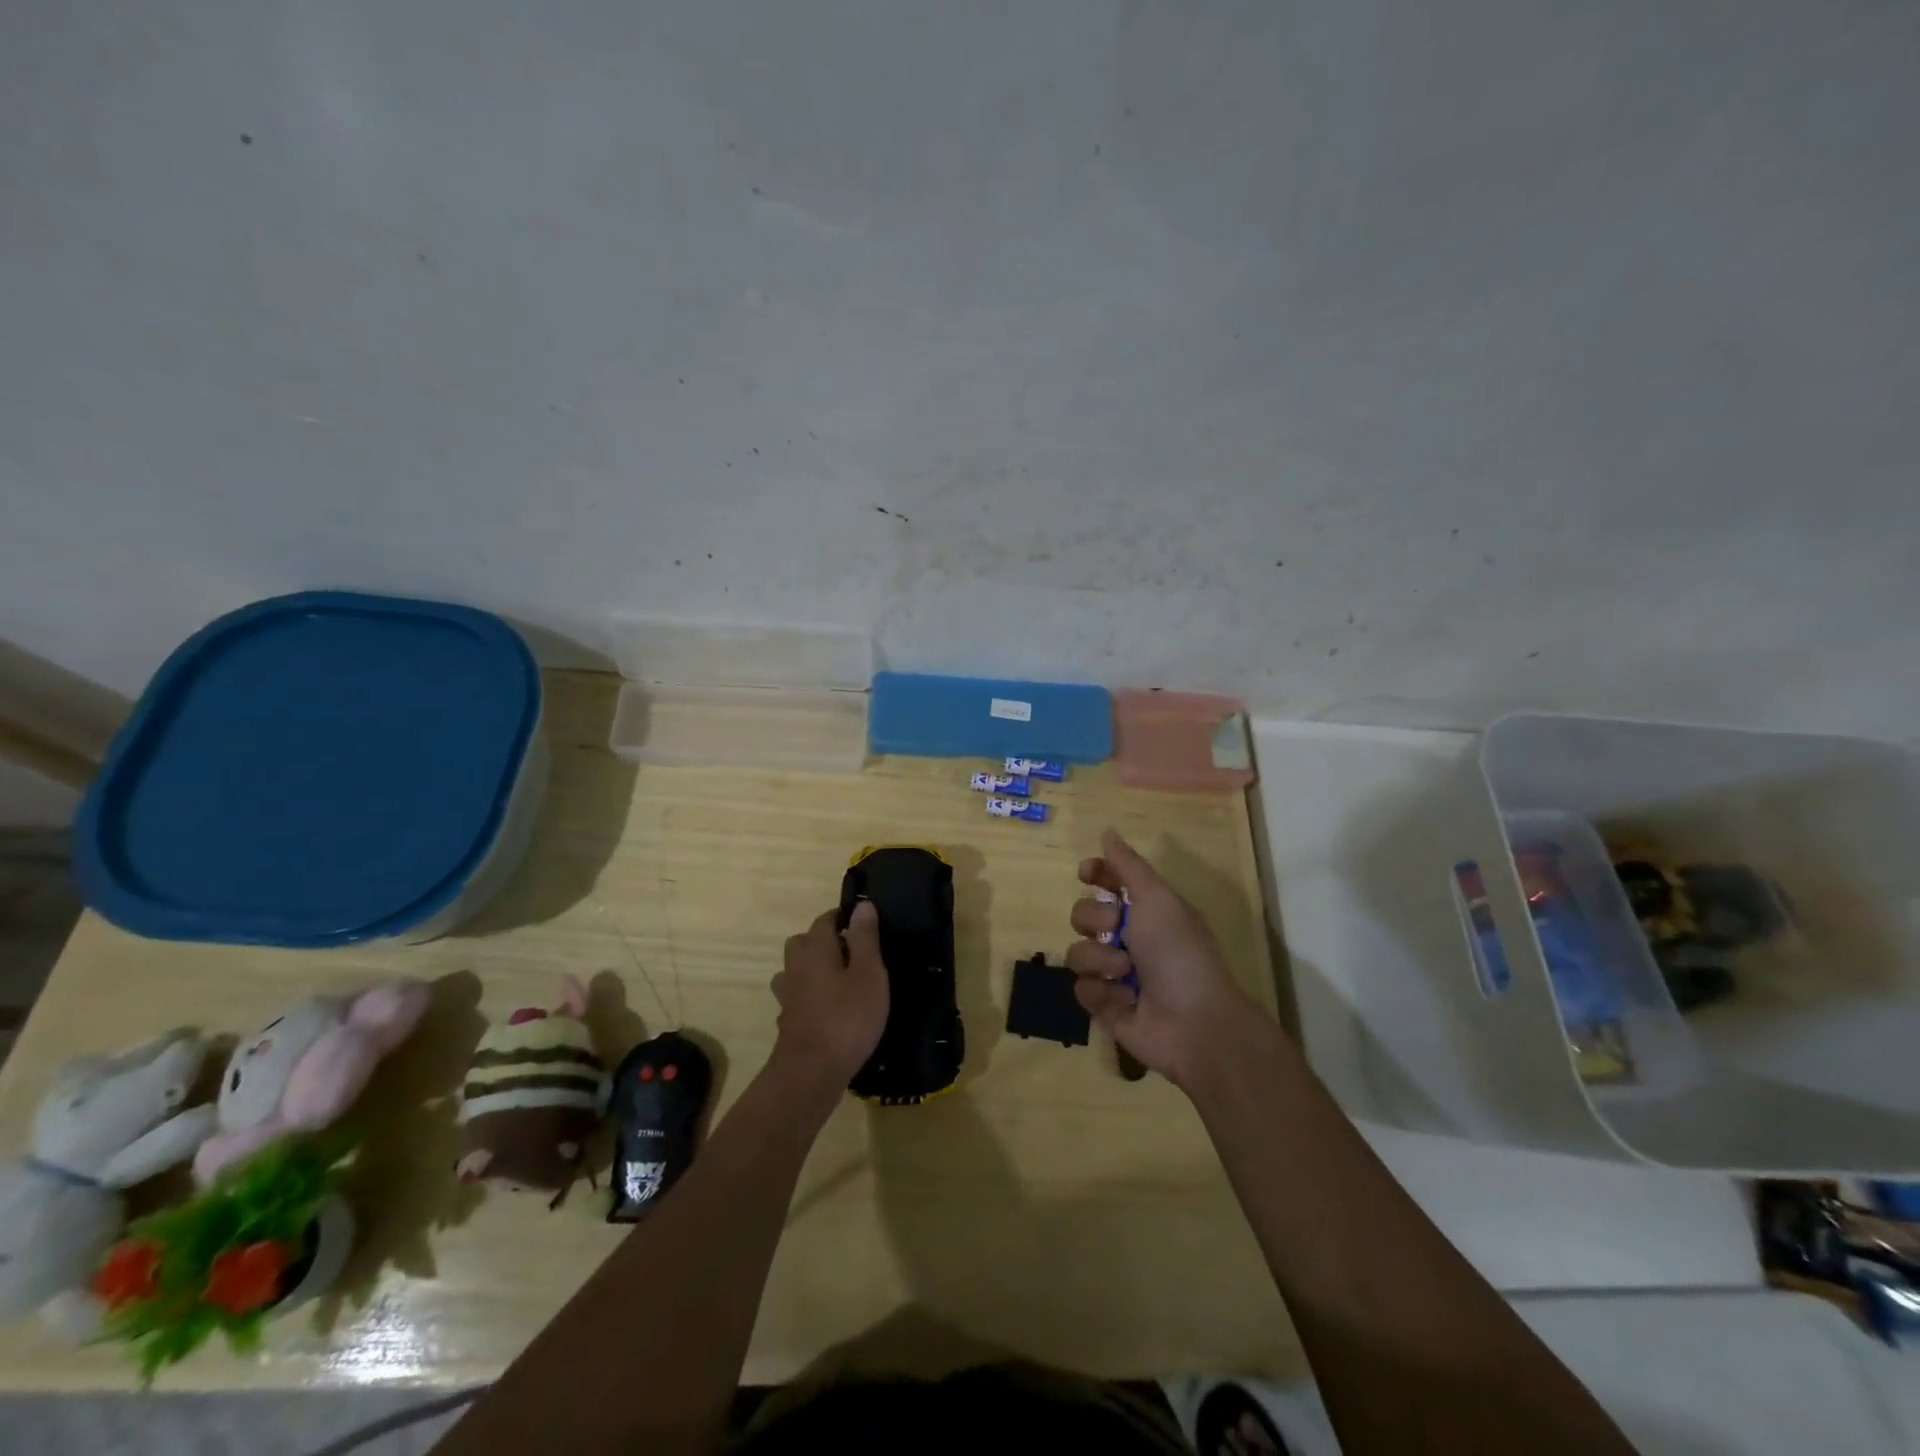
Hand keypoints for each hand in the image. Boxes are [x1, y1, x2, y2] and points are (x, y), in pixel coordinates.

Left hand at [771, 903, 889, 1090]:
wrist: (810, 1074)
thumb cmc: (847, 1018)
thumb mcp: (868, 974)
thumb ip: (865, 938)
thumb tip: (862, 905)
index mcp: (815, 949)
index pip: (825, 920)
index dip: (844, 918)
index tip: (864, 924)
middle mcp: (795, 967)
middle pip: (803, 942)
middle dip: (824, 941)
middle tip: (853, 953)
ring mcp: (788, 996)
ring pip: (796, 971)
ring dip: (813, 970)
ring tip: (839, 981)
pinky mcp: (788, 1022)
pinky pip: (797, 999)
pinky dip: (810, 998)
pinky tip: (826, 1011)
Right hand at [1067, 830, 1258, 1088]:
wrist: (1194, 1023)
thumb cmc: (1179, 952)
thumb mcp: (1158, 899)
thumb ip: (1128, 866)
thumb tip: (1107, 831)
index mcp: (1146, 910)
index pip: (1108, 882)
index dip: (1095, 874)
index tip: (1087, 873)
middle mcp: (1128, 938)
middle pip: (1083, 914)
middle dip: (1095, 921)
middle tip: (1118, 933)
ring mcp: (1115, 974)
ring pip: (1077, 953)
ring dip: (1099, 961)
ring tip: (1126, 974)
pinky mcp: (1105, 1006)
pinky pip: (1081, 989)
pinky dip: (1101, 992)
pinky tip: (1123, 1000)